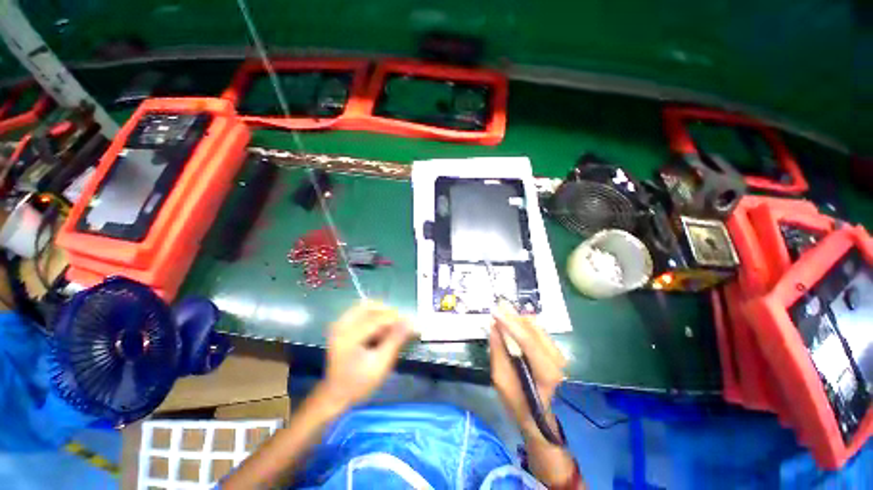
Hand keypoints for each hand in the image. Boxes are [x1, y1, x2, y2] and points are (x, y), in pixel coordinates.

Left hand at [318, 301, 413, 410]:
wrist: (335, 394)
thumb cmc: (359, 383)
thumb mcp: (380, 364)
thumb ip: (395, 340)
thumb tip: (410, 322)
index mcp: (349, 336)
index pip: (377, 318)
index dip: (396, 318)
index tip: (411, 323)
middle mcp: (342, 325)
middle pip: (370, 307)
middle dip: (388, 314)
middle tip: (400, 325)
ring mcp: (340, 324)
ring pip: (366, 307)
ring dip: (381, 314)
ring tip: (391, 329)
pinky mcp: (342, 325)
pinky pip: (361, 312)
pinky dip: (374, 317)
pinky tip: (380, 330)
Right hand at [489, 302, 566, 440]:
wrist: (541, 418)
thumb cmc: (519, 403)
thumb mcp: (502, 380)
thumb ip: (498, 352)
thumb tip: (494, 327)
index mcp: (546, 372)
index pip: (527, 339)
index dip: (509, 323)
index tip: (494, 311)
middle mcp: (557, 359)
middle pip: (532, 328)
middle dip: (512, 316)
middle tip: (496, 308)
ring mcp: (558, 354)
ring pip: (535, 326)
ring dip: (517, 319)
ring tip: (502, 315)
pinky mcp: (556, 351)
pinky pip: (537, 330)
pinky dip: (523, 325)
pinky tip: (512, 325)